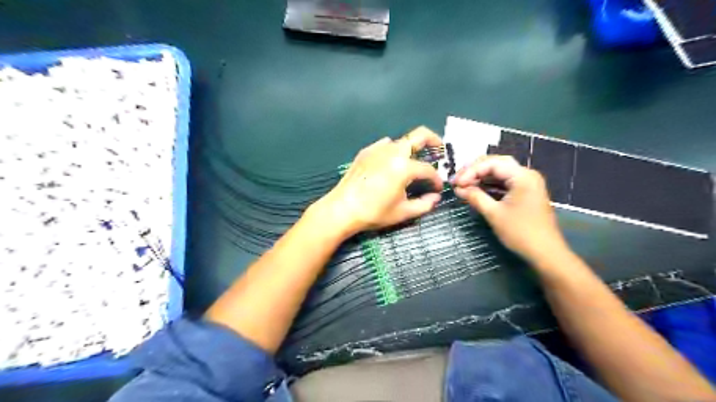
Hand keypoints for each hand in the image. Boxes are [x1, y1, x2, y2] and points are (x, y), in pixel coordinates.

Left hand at [311, 128, 445, 236]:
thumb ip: (424, 204)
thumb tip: (435, 197)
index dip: (436, 179)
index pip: (428, 169)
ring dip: (412, 148)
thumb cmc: (374, 212)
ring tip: (413, 163)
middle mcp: (393, 151)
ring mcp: (377, 149)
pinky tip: (390, 164)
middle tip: (439, 152)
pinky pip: (384, 145)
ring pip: (401, 140)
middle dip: (434, 141)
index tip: (437, 188)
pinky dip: (393, 151)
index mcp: (404, 166)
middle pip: (420, 135)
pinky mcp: (366, 151)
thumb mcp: (403, 212)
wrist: (342, 208)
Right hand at [455, 155, 567, 264]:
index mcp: (522, 176)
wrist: (545, 253)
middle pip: (496, 163)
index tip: (456, 184)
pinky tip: (476, 190)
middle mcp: (526, 174)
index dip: (471, 171)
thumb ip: (475, 197)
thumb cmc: (520, 232)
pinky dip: (489, 185)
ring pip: (500, 172)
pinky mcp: (525, 193)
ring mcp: (527, 183)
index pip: (492, 163)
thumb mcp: (494, 214)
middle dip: (475, 170)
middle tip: (457, 180)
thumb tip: (458, 189)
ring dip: (481, 177)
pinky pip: (504, 182)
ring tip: (463, 184)